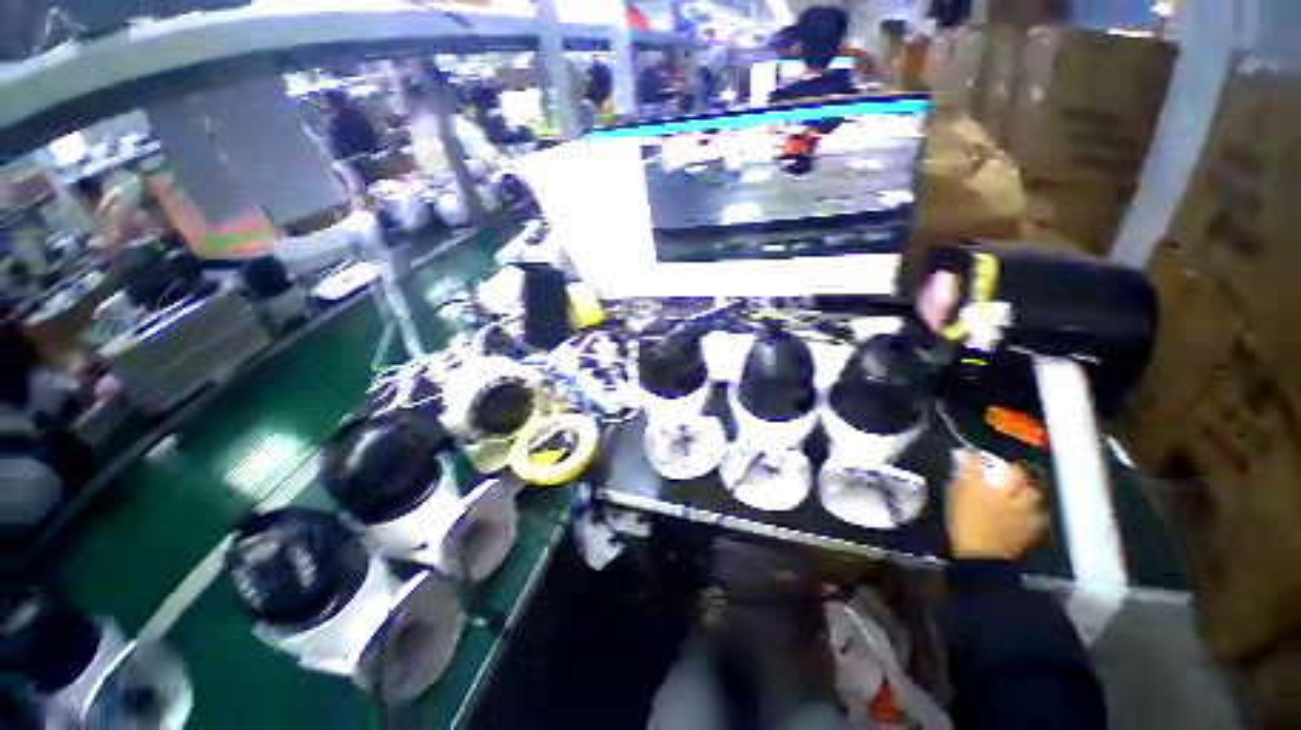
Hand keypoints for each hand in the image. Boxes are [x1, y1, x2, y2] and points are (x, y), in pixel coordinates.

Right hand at [946, 452, 1046, 560]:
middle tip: (1010, 470)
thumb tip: (959, 475)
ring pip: (1032, 494)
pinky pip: (1037, 515)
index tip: (967, 453)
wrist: (980, 558)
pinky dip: (1035, 513)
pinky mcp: (1029, 527)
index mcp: (979, 488)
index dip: (970, 457)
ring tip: (1025, 491)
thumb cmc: (962, 528)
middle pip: (1016, 476)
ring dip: (1029, 491)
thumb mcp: (953, 504)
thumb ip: (957, 487)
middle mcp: (1003, 495)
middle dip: (1015, 471)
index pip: (973, 465)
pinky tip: (1032, 514)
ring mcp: (1020, 511)